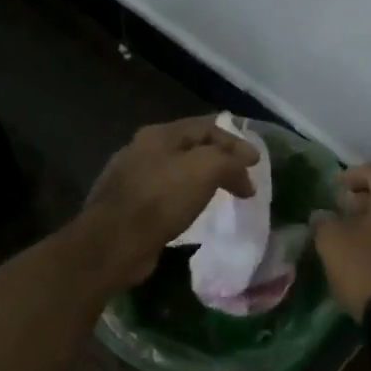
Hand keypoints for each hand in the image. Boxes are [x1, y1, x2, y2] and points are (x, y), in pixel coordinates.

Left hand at [78, 116, 260, 288]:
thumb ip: (229, 161)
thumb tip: (246, 168)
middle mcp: (142, 150)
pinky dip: (185, 199)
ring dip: (202, 180)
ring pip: (177, 172)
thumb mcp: (205, 169)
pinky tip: (193, 213)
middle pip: (190, 147)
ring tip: (222, 196)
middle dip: (219, 160)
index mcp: (159, 135)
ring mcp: (132, 179)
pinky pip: (165, 196)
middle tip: (242, 179)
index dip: (235, 142)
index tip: (256, 164)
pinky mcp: (128, 207)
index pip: (206, 127)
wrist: (114, 243)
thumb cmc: (161, 200)